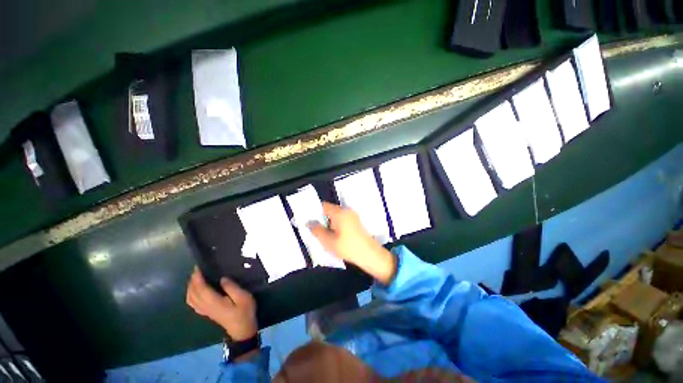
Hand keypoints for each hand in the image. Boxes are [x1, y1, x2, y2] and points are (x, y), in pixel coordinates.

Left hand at [186, 267, 256, 341]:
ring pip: (190, 298)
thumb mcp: (243, 297)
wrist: (242, 329)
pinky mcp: (206, 313)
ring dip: (190, 287)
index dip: (197, 278)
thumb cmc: (244, 311)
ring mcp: (205, 311)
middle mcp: (206, 306)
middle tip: (197, 269)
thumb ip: (232, 287)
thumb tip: (222, 278)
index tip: (198, 267)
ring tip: (196, 277)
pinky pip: (193, 303)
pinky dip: (191, 295)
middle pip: (193, 293)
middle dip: (192, 280)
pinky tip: (195, 291)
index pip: (201, 288)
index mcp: (214, 302)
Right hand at [309, 202, 396, 284]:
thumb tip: (309, 223)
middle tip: (316, 230)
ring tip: (325, 235)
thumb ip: (317, 231)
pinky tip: (335, 236)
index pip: (323, 206)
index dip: (315, 211)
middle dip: (322, 219)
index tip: (309, 220)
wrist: (370, 255)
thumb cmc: (348, 247)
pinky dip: (337, 225)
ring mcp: (353, 216)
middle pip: (330, 210)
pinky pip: (343, 219)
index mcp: (339, 213)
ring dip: (329, 223)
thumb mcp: (328, 241)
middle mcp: (347, 211)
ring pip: (336, 216)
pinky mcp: (356, 222)